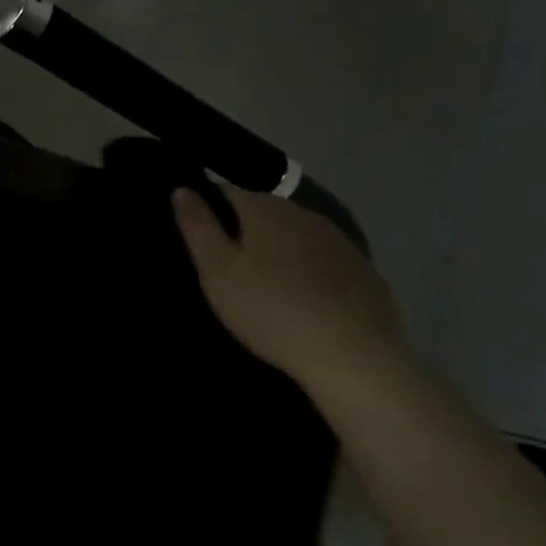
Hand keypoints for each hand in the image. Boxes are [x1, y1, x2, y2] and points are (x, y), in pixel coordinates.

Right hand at [171, 185, 406, 392]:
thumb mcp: (218, 273)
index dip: (208, 209)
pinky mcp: (363, 269)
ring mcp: (339, 241)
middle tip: (227, 267)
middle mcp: (304, 214)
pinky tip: (304, 299)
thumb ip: (198, 227)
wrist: (354, 356)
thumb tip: (182, 189)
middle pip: (263, 211)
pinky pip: (323, 259)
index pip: (227, 192)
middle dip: (244, 230)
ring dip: (278, 249)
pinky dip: (308, 270)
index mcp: (265, 210)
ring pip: (295, 234)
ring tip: (264, 284)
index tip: (198, 237)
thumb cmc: (271, 311)